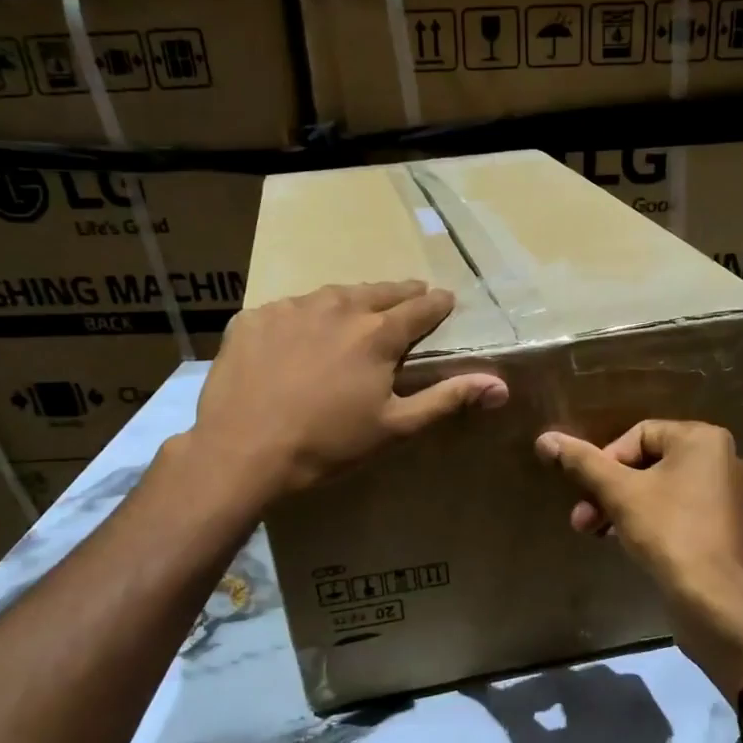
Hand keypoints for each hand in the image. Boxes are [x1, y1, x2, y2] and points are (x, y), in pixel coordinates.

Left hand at [191, 281, 505, 496]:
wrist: (241, 451)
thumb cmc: (327, 444)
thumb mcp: (395, 427)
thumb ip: (448, 399)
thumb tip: (500, 385)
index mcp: (378, 333)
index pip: (421, 307)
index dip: (438, 304)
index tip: (446, 300)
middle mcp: (338, 307)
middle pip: (379, 291)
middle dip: (400, 294)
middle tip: (412, 296)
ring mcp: (292, 308)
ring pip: (333, 295)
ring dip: (352, 300)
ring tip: (358, 310)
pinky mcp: (254, 317)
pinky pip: (290, 308)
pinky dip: (305, 316)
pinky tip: (301, 334)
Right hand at [536, 421, 742, 692]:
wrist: (717, 603)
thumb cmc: (669, 533)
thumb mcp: (619, 494)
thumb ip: (583, 463)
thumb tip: (545, 439)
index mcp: (702, 439)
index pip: (639, 434)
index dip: (606, 461)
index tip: (588, 492)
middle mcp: (720, 459)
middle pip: (648, 462)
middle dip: (608, 489)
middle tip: (581, 518)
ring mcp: (725, 495)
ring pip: (659, 488)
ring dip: (621, 507)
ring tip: (593, 532)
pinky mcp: (722, 526)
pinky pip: (676, 510)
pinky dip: (648, 520)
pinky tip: (624, 542)